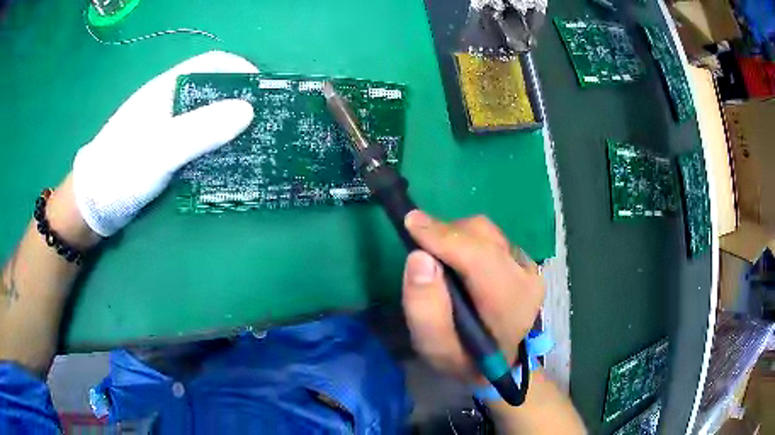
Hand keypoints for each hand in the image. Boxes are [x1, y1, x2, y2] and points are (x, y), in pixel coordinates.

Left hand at [72, 50, 258, 236]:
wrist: (92, 206)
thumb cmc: (121, 171)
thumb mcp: (160, 150)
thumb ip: (200, 129)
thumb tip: (249, 110)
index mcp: (167, 88)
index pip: (212, 64)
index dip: (241, 71)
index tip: (266, 92)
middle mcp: (169, 101)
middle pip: (212, 89)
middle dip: (241, 100)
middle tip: (266, 124)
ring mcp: (167, 126)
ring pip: (206, 116)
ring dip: (230, 126)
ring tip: (254, 144)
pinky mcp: (165, 149)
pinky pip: (198, 139)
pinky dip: (216, 145)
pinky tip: (227, 160)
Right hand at [401, 210, 544, 381]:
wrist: (498, 363)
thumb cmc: (465, 359)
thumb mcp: (436, 348)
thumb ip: (425, 309)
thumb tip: (418, 257)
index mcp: (510, 304)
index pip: (480, 257)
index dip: (445, 237)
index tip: (410, 223)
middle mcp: (527, 277)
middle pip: (483, 236)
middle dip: (446, 234)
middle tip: (419, 247)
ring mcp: (529, 265)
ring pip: (486, 231)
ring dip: (455, 236)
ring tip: (438, 258)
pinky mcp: (523, 258)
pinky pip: (489, 236)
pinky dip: (466, 239)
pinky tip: (457, 261)